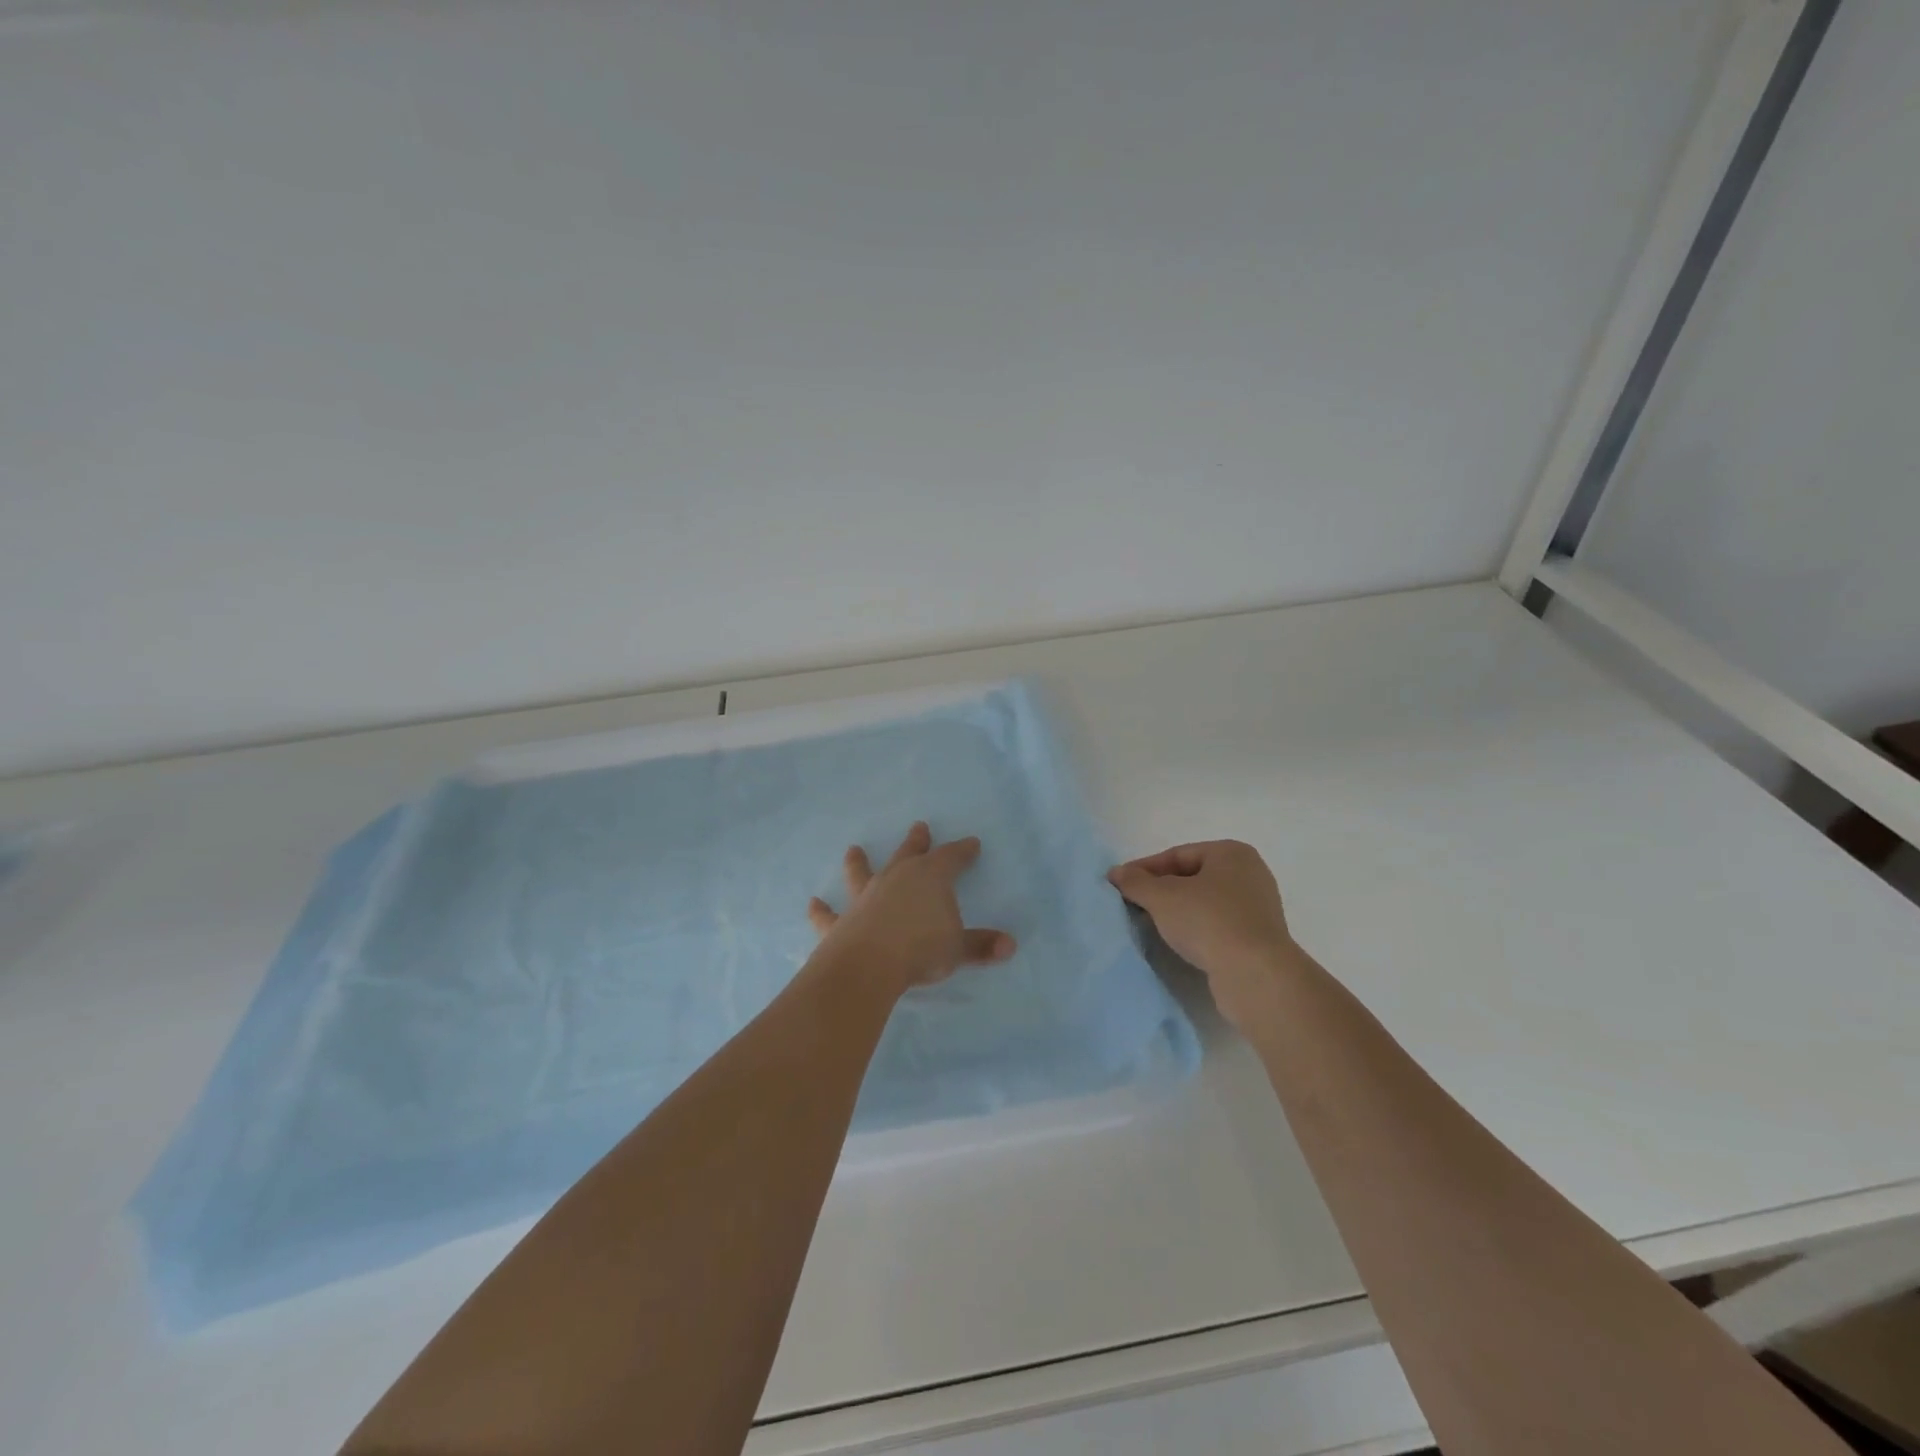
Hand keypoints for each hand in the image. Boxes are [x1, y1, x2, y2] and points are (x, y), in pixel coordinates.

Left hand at [807, 822, 1016, 994]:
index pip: (951, 858)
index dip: (962, 851)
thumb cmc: (921, 949)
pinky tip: (812, 903)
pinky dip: (820, 910)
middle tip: (919, 826)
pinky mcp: (841, 922)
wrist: (869, 964)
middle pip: (909, 854)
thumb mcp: (958, 949)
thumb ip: (981, 946)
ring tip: (853, 849)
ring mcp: (866, 898)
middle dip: (916, 841)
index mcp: (929, 878)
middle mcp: (896, 879)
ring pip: (863, 873)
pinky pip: (829, 914)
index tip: (972, 843)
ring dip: (859, 862)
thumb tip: (1010, 946)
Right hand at [1108, 840, 1295, 1029]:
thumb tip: (1116, 873)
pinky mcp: (1258, 938)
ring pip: (1204, 902)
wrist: (1255, 975)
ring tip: (1150, 924)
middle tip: (1133, 903)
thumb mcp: (1162, 897)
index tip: (1119, 884)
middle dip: (1160, 890)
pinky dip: (1195, 929)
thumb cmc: (1208, 921)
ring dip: (1177, 911)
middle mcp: (1249, 874)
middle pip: (1192, 877)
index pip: (1177, 854)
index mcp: (1232, 853)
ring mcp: (1257, 908)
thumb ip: (1136, 882)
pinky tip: (1178, 942)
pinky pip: (1217, 925)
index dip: (1144, 868)